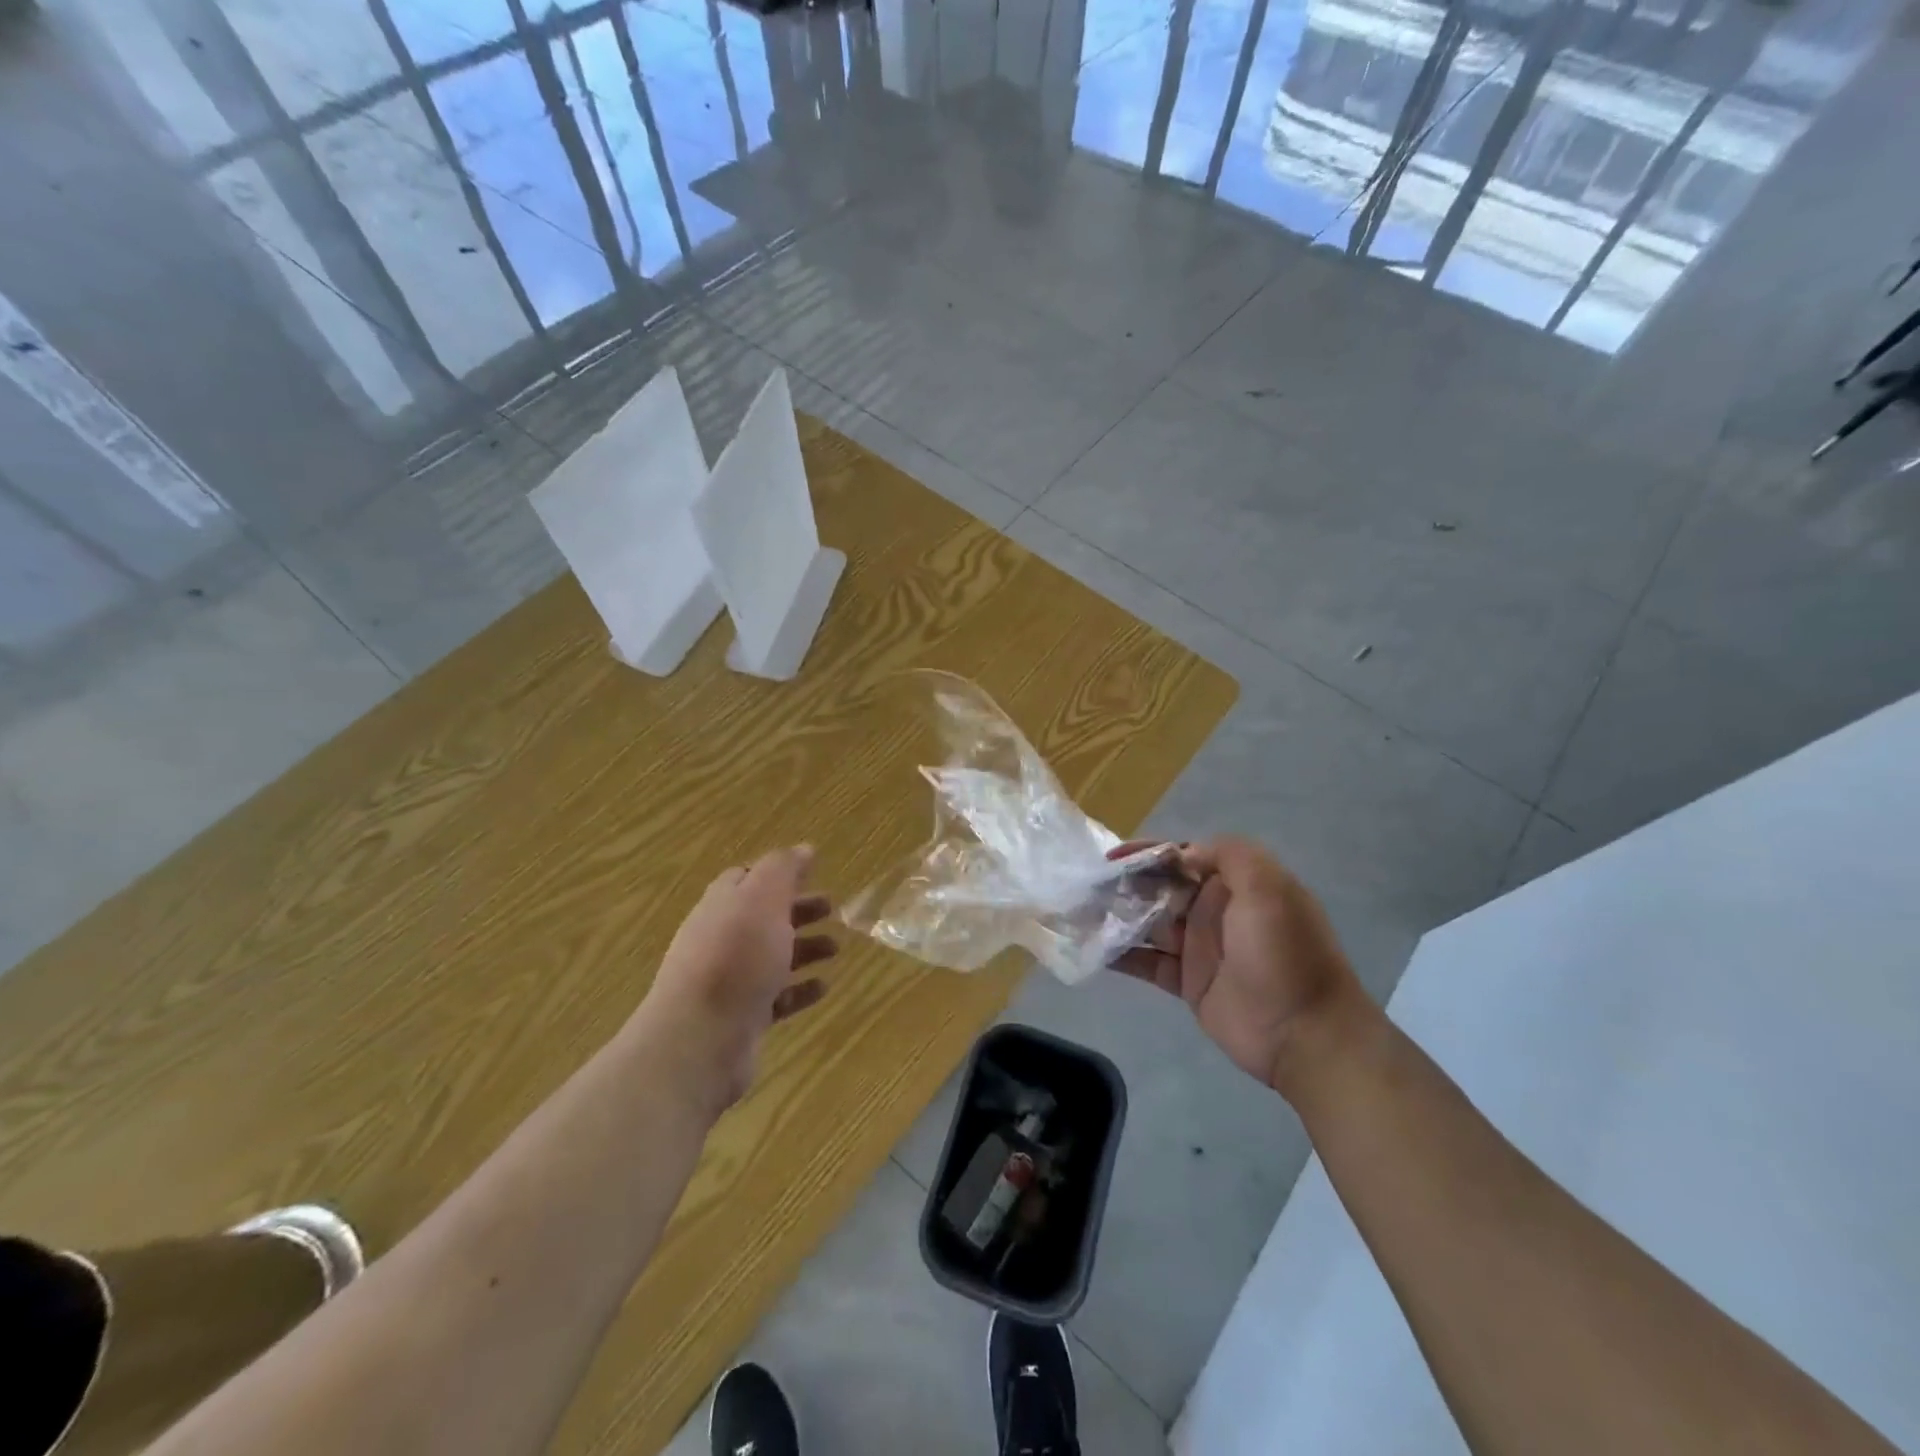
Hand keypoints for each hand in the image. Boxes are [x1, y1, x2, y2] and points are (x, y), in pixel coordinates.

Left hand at [642, 846, 837, 1111]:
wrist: (699, 1039)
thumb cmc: (735, 957)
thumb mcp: (762, 899)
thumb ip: (783, 869)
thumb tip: (803, 848)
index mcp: (723, 905)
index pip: (747, 879)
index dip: (778, 874)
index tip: (812, 873)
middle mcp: (722, 938)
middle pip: (763, 917)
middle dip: (797, 911)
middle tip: (832, 909)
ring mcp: (729, 981)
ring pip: (772, 957)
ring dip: (804, 949)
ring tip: (835, 949)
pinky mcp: (741, 1018)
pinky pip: (776, 997)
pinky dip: (800, 989)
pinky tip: (823, 987)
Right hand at [1112, 837, 1371, 1093]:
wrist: (1305, 1034)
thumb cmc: (1284, 953)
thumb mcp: (1268, 888)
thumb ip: (1227, 855)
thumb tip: (1181, 853)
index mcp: (1235, 883)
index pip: (1184, 856)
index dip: (1148, 853)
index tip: (1113, 858)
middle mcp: (1215, 909)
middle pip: (1161, 887)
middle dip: (1125, 883)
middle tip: (1087, 886)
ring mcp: (1200, 947)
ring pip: (1149, 923)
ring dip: (1118, 915)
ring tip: (1080, 912)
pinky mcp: (1188, 983)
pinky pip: (1148, 962)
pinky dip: (1121, 955)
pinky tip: (1092, 948)